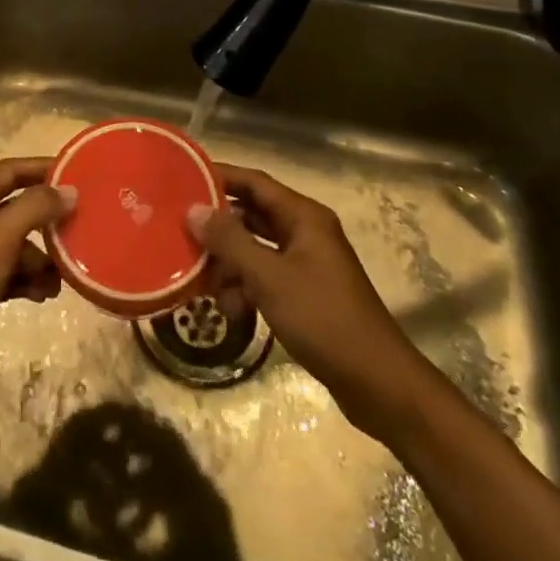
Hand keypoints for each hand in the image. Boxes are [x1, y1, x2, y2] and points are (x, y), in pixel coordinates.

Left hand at [0, 157, 75, 414]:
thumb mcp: (0, 239)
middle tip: (81, 227)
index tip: (76, 174)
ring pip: (20, 245)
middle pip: (19, 208)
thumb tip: (70, 191)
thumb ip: (34, 209)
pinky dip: (31, 280)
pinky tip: (45, 295)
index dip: (41, 167)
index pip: (10, 171)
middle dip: (48, 219)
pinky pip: (15, 274)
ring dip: (43, 258)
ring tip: (62, 277)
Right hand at [189, 163, 434, 439]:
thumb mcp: (269, 277)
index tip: (182, 179)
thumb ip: (229, 241)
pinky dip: (246, 288)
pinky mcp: (305, 293)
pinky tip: (232, 311)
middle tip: (181, 235)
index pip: (254, 182)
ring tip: (205, 285)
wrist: (378, 383)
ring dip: (230, 265)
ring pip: (255, 249)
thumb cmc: (323, 319)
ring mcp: (306, 264)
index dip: (220, 177)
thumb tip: (194, 210)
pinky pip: (265, 277)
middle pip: (252, 215)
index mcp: (303, 217)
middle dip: (218, 229)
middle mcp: (305, 232)